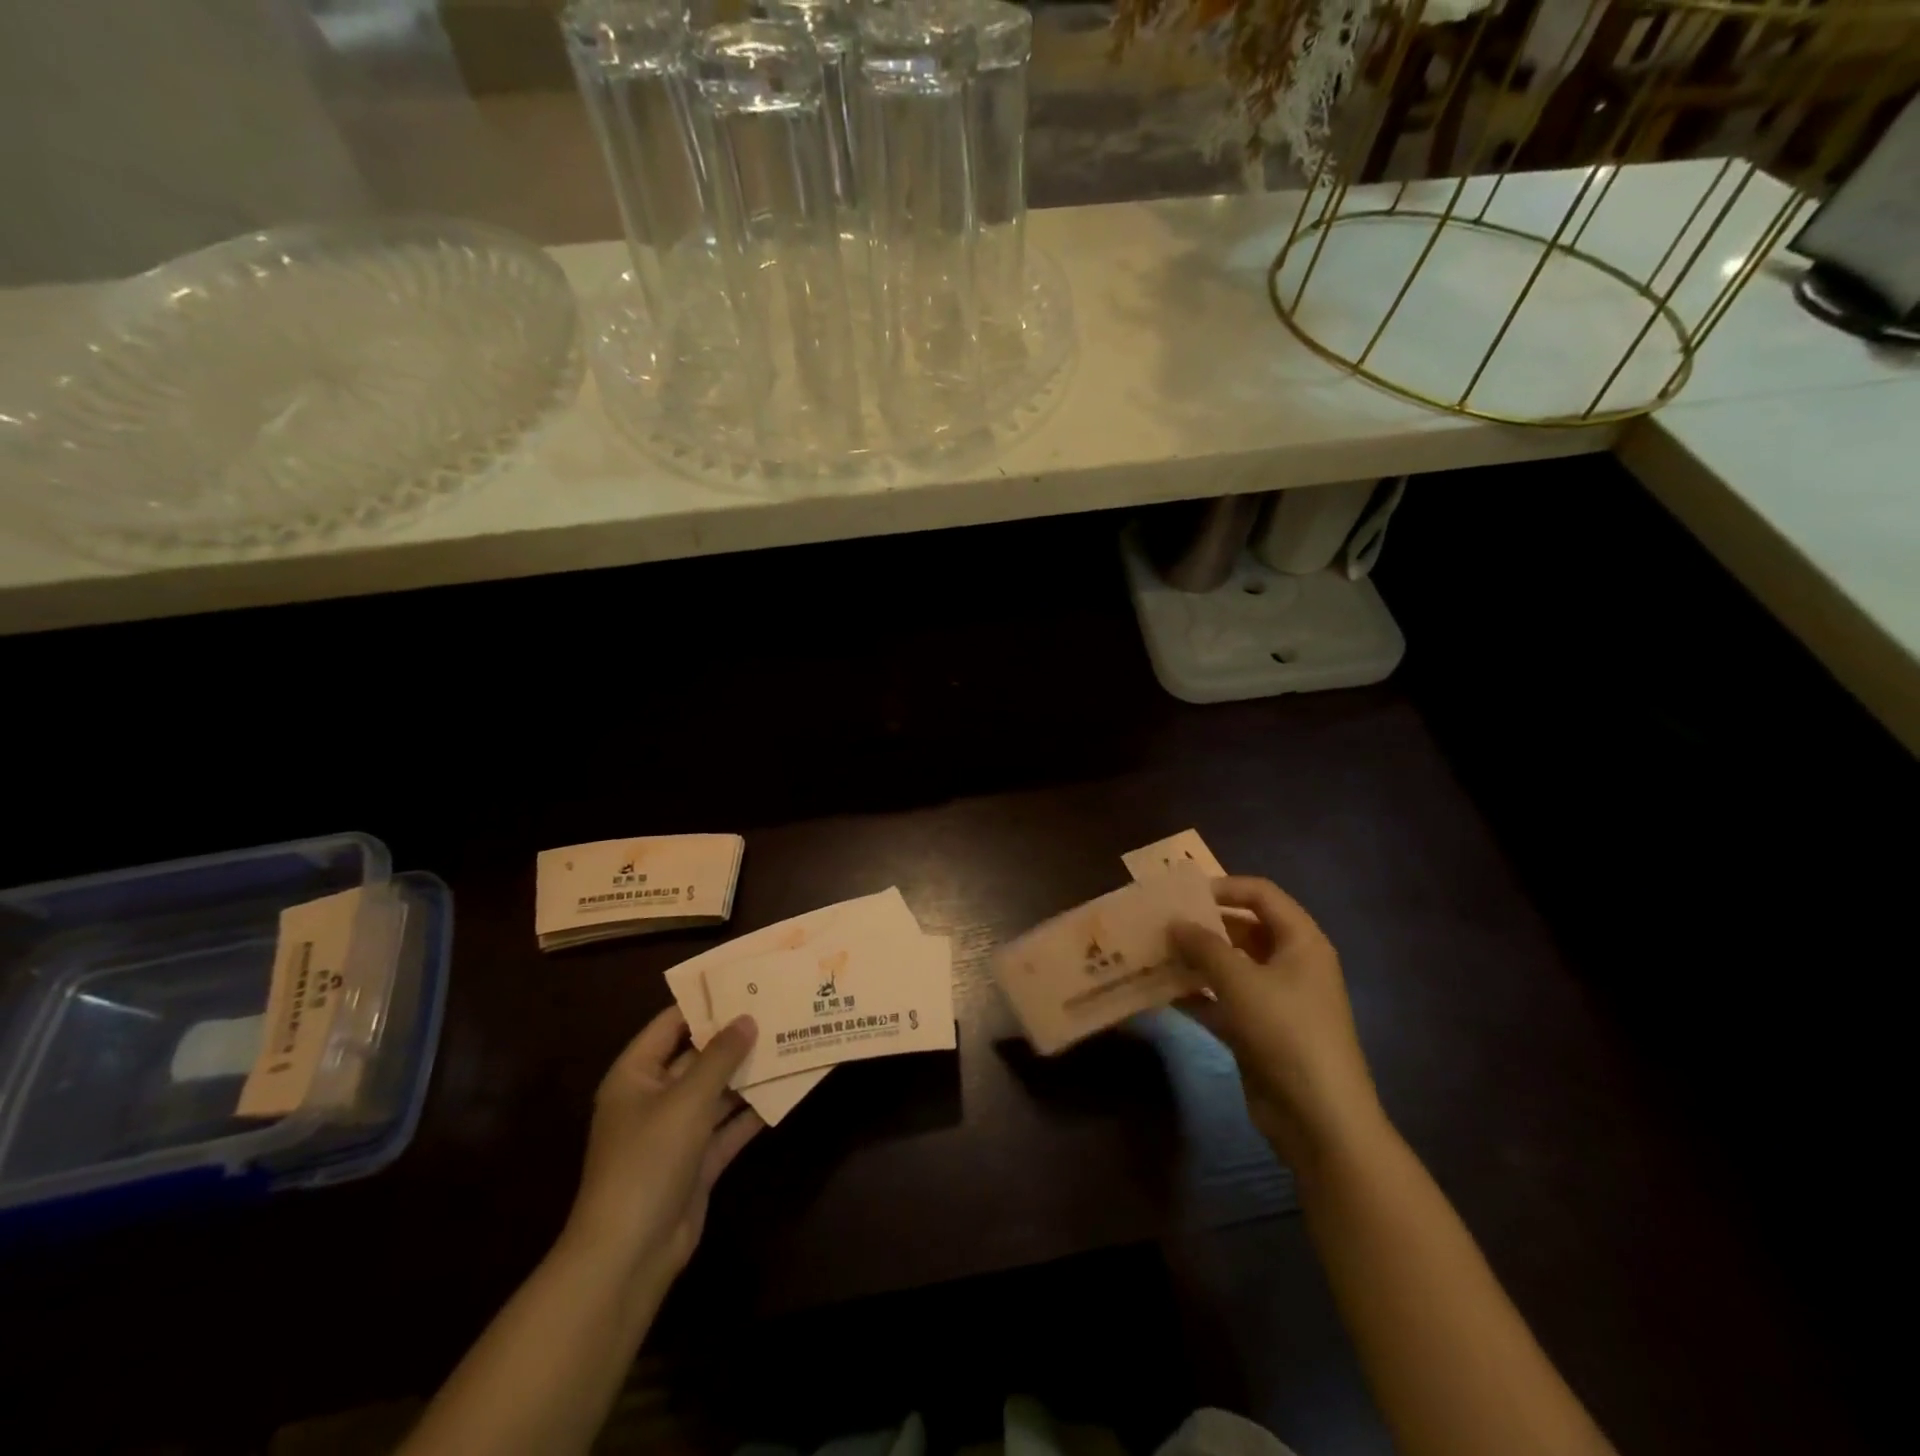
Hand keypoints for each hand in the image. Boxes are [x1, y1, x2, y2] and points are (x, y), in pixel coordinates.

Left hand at [561, 1007, 763, 1296]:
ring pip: (717, 1092)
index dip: (705, 1003)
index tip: (744, 983)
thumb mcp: (687, 1100)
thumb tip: (747, 1018)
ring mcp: (676, 1133)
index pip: (670, 1025)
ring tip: (789, 1042)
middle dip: (735, 1038)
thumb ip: (720, 1056)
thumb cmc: (648, 1160)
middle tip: (776, 1009)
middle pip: (698, 1057)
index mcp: (635, 1076)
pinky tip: (785, 1091)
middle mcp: (654, 1099)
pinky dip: (752, 1112)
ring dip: (748, 1074)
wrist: (630, 1254)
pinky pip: (728, 1127)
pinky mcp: (697, 1163)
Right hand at [1171, 877, 1386, 1173]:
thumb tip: (1174, 923)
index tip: (1182, 893)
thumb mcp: (1240, 981)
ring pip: (1229, 966)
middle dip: (1202, 925)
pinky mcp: (1258, 1031)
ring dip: (1194, 959)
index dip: (1223, 887)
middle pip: (1243, 928)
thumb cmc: (1286, 1032)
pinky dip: (1196, 994)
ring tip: (1153, 951)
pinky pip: (1223, 1000)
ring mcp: (1275, 999)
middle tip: (1160, 922)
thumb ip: (1203, 946)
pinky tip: (1162, 992)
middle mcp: (1291, 964)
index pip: (1261, 894)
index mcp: (1301, 941)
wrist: (1320, 1119)